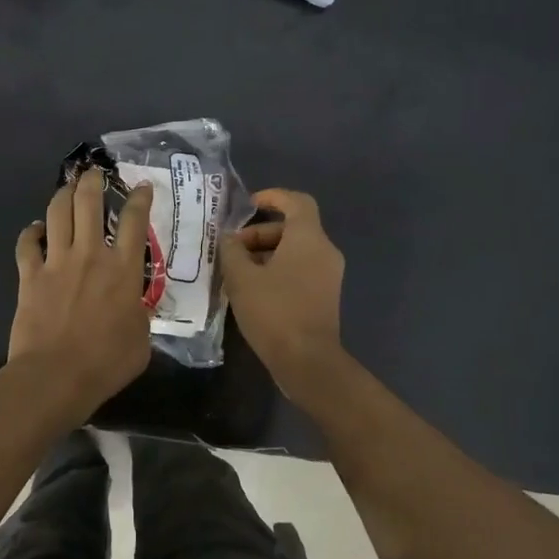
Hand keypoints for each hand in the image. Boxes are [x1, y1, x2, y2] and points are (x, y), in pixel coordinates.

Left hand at [9, 169, 155, 420]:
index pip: (135, 220)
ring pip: (58, 212)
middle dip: (92, 181)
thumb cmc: (106, 363)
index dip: (139, 198)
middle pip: (89, 202)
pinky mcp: (30, 275)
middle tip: (95, 173)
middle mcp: (90, 255)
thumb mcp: (142, 340)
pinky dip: (31, 232)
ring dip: (63, 195)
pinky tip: (36, 230)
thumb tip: (134, 307)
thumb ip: (140, 314)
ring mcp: (57, 262)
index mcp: (123, 270)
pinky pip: (27, 243)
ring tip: (68, 188)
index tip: (142, 186)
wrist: (55, 376)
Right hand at [221, 189, 347, 405]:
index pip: (296, 201)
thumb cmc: (274, 311)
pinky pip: (300, 270)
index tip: (248, 205)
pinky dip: (277, 270)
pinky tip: (253, 290)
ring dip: (266, 254)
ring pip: (295, 251)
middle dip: (259, 234)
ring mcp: (328, 275)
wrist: (307, 361)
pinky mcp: (325, 296)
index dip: (273, 197)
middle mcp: (324, 251)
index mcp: (308, 238)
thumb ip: (232, 251)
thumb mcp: (241, 278)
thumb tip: (229, 239)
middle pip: (292, 228)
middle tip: (232, 250)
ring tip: (236, 272)